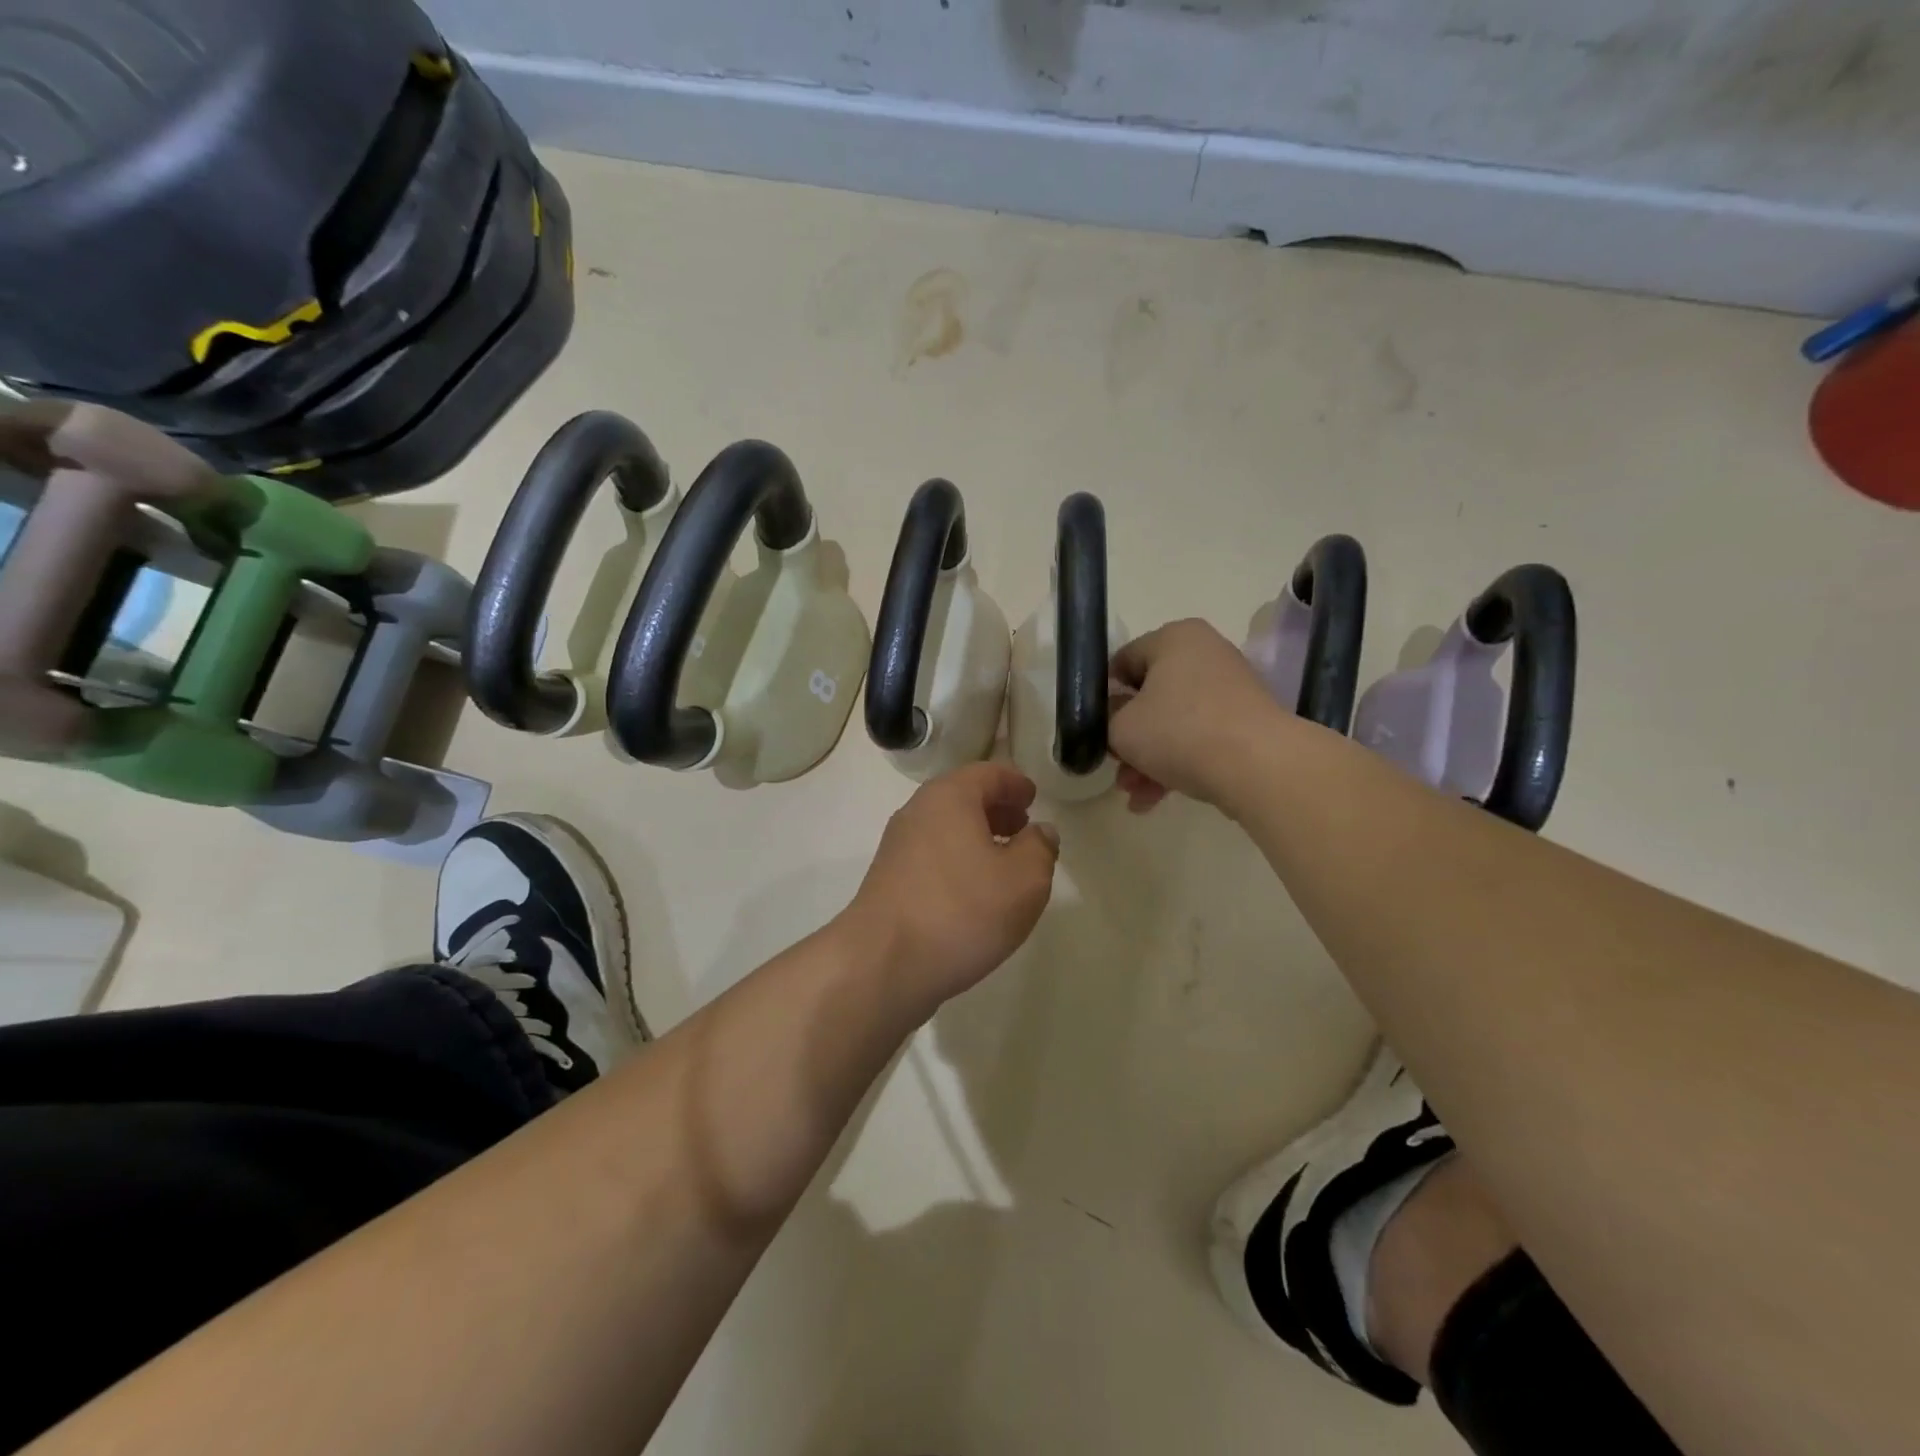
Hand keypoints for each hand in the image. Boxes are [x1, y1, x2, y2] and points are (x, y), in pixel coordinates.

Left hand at [842, 762, 1059, 1016]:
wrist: (882, 964)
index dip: (1015, 782)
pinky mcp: (888, 880)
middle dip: (996, 809)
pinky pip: (931, 855)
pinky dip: (957, 860)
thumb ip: (1040, 849)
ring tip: (1003, 862)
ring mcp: (897, 847)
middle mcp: (917, 812)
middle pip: (962, 798)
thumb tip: (1039, 832)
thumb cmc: (961, 910)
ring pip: (945, 828)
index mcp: (949, 797)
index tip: (1033, 797)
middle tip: (1022, 826)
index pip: (988, 773)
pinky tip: (973, 892)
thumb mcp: (1024, 880)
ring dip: (976, 837)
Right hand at [1109, 619, 1286, 812]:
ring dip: (1148, 758)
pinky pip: (1199, 737)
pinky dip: (1177, 763)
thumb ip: (1106, 717)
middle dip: (1128, 738)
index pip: (1122, 662)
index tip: (1095, 730)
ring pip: (1173, 722)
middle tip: (1116, 768)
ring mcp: (1230, 687)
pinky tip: (1155, 799)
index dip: (1102, 698)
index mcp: (1174, 638)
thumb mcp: (1121, 727)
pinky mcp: (1246, 721)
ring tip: (1134, 794)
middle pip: (1149, 696)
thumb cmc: (1180, 732)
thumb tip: (1115, 715)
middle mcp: (1205, 653)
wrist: (1260, 766)